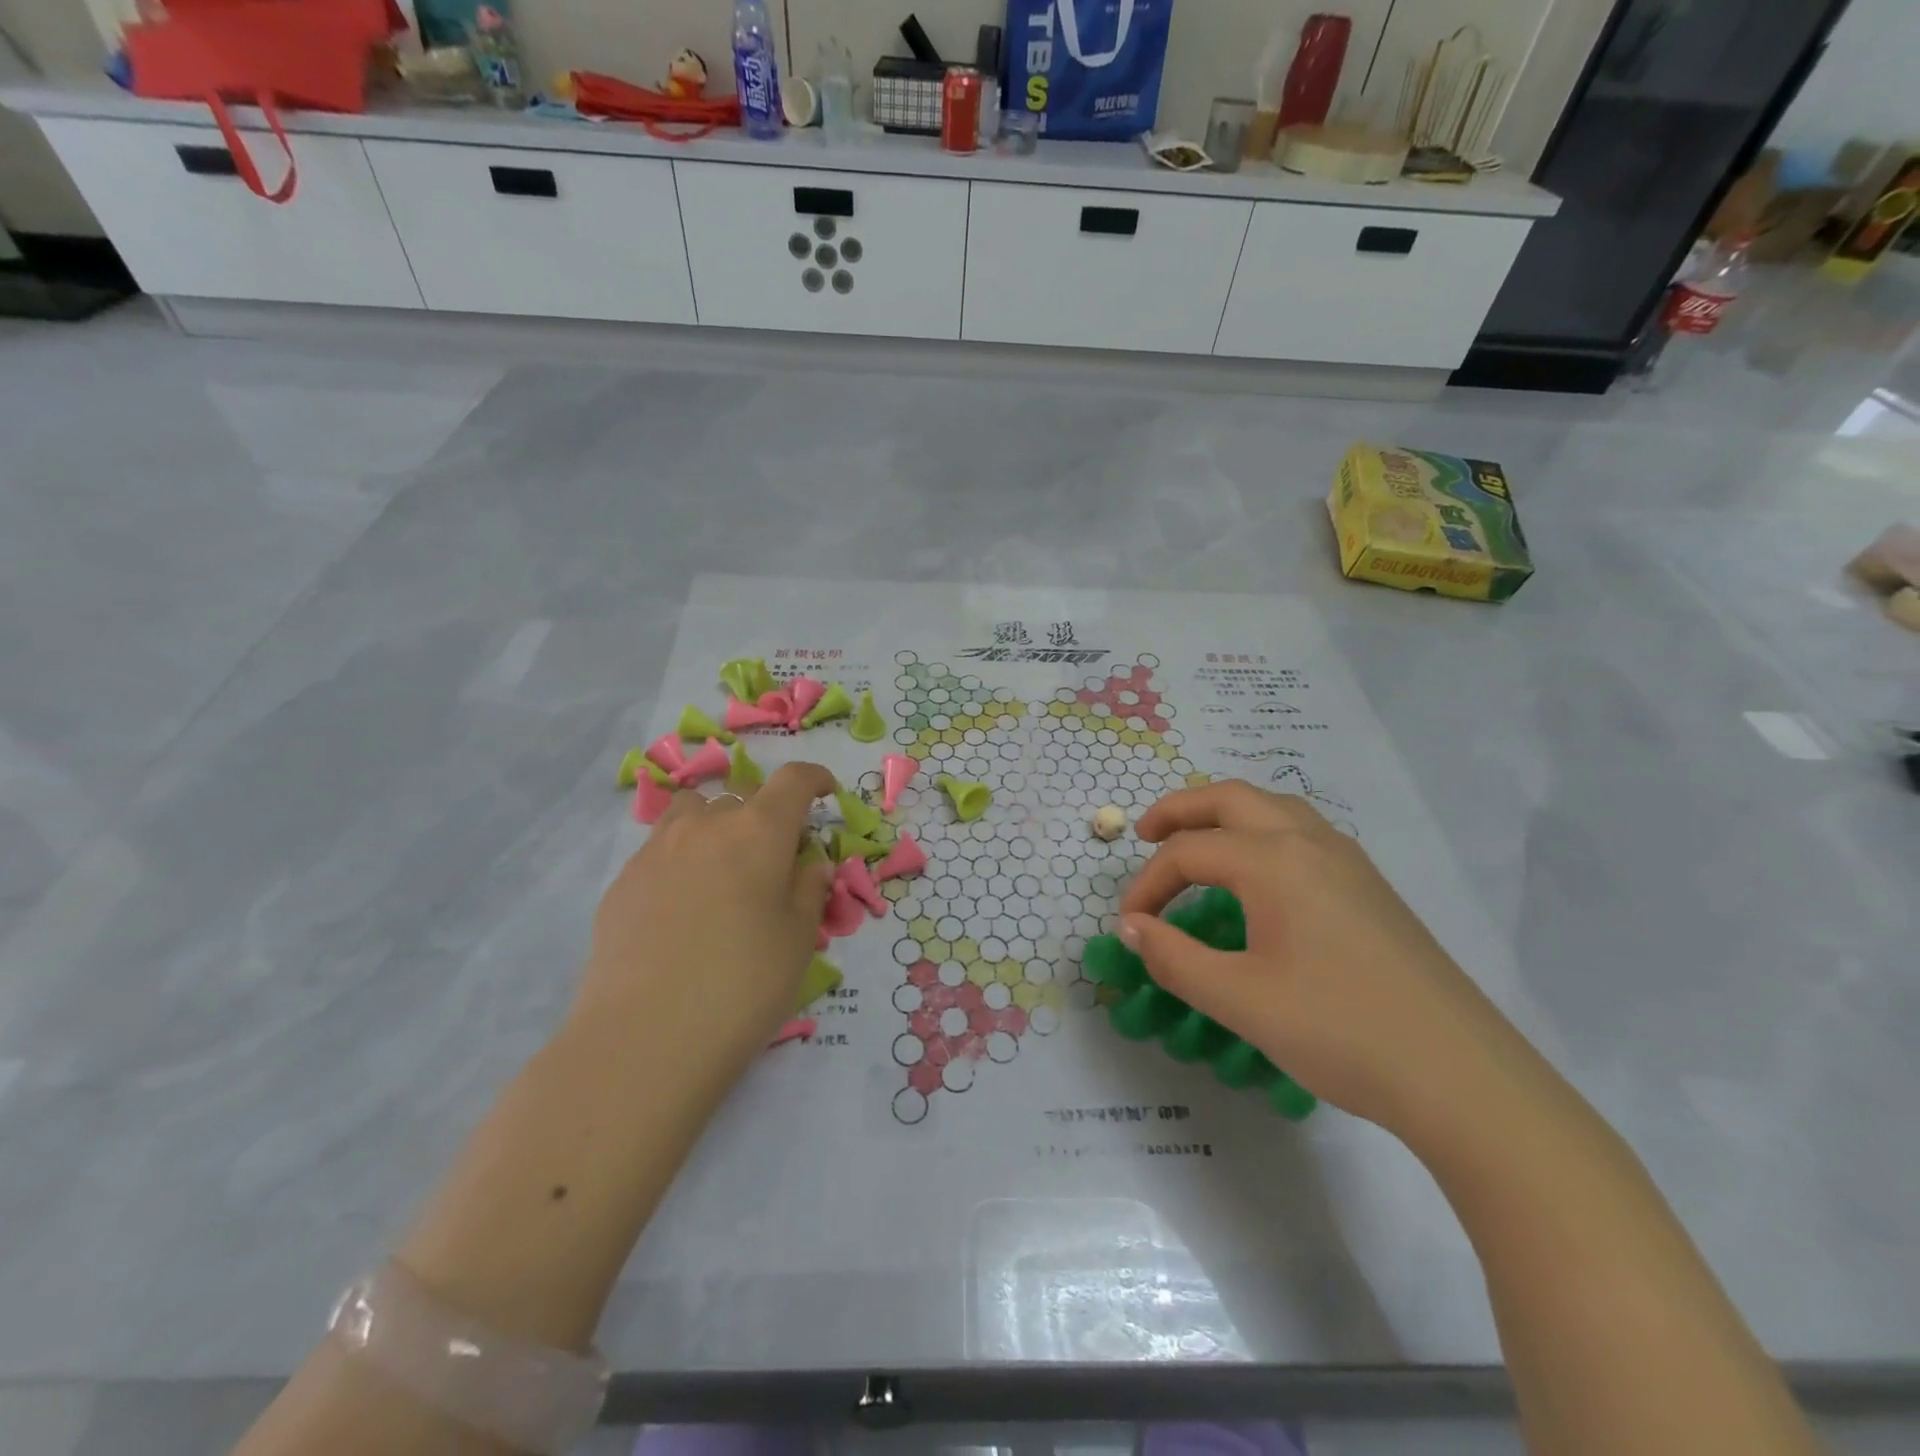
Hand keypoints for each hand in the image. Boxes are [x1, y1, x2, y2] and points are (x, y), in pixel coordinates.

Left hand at [573, 762, 836, 1087]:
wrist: (644, 1038)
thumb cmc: (743, 985)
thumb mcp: (798, 939)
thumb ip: (809, 889)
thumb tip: (810, 863)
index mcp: (758, 832)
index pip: (792, 780)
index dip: (813, 778)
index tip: (825, 792)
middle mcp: (706, 826)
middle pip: (741, 794)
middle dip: (765, 812)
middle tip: (775, 854)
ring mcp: (656, 850)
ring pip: (693, 812)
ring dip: (716, 824)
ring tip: (723, 867)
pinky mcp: (622, 882)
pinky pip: (661, 849)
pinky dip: (682, 858)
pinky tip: (683, 906)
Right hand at [1120, 781, 1516, 1131]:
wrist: (1461, 1076)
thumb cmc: (1338, 1030)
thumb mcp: (1238, 999)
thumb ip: (1173, 957)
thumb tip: (1133, 927)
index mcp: (1273, 861)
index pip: (1188, 853)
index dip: (1148, 884)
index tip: (1129, 924)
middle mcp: (1309, 842)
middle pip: (1230, 798)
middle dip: (1180, 810)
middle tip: (1145, 836)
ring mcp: (1347, 860)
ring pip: (1273, 807)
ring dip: (1224, 814)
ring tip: (1197, 844)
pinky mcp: (1370, 886)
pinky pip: (1302, 832)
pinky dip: (1261, 832)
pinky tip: (1259, 876)